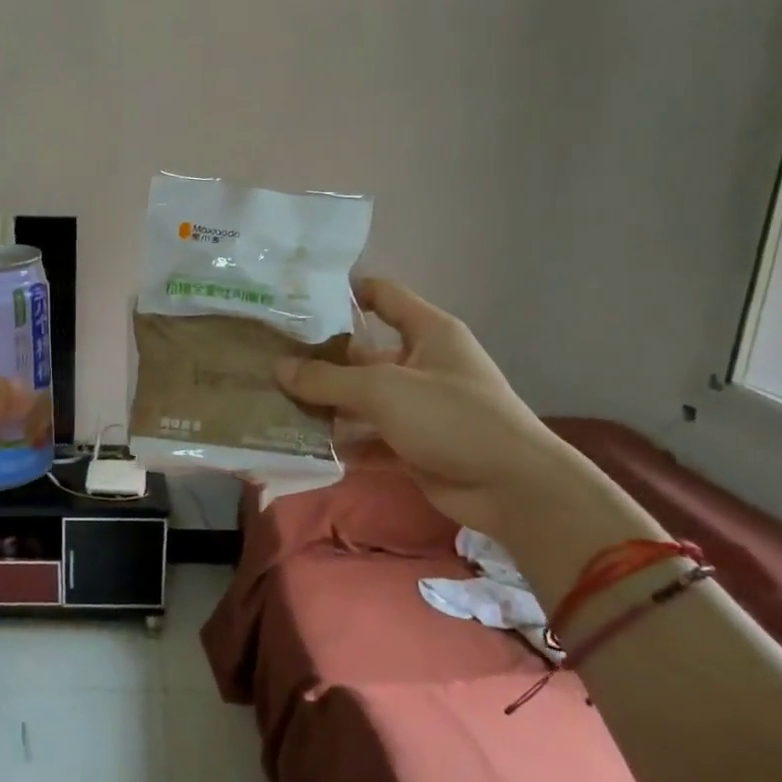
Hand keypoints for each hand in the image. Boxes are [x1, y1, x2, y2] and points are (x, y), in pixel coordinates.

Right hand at [274, 279, 660, 574]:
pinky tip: (302, 445)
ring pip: (361, 399)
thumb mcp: (384, 390)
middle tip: (269, 360)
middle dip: (319, 359)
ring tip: (274, 403)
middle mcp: (422, 363)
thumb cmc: (452, 417)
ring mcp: (418, 407)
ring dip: (325, 404)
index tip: (298, 300)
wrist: (513, 488)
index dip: (344, 292)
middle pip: (362, 353)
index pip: (383, 295)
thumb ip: (328, 379)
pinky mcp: (413, 445)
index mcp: (428, 332)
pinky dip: (342, 442)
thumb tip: (278, 367)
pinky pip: (369, 437)